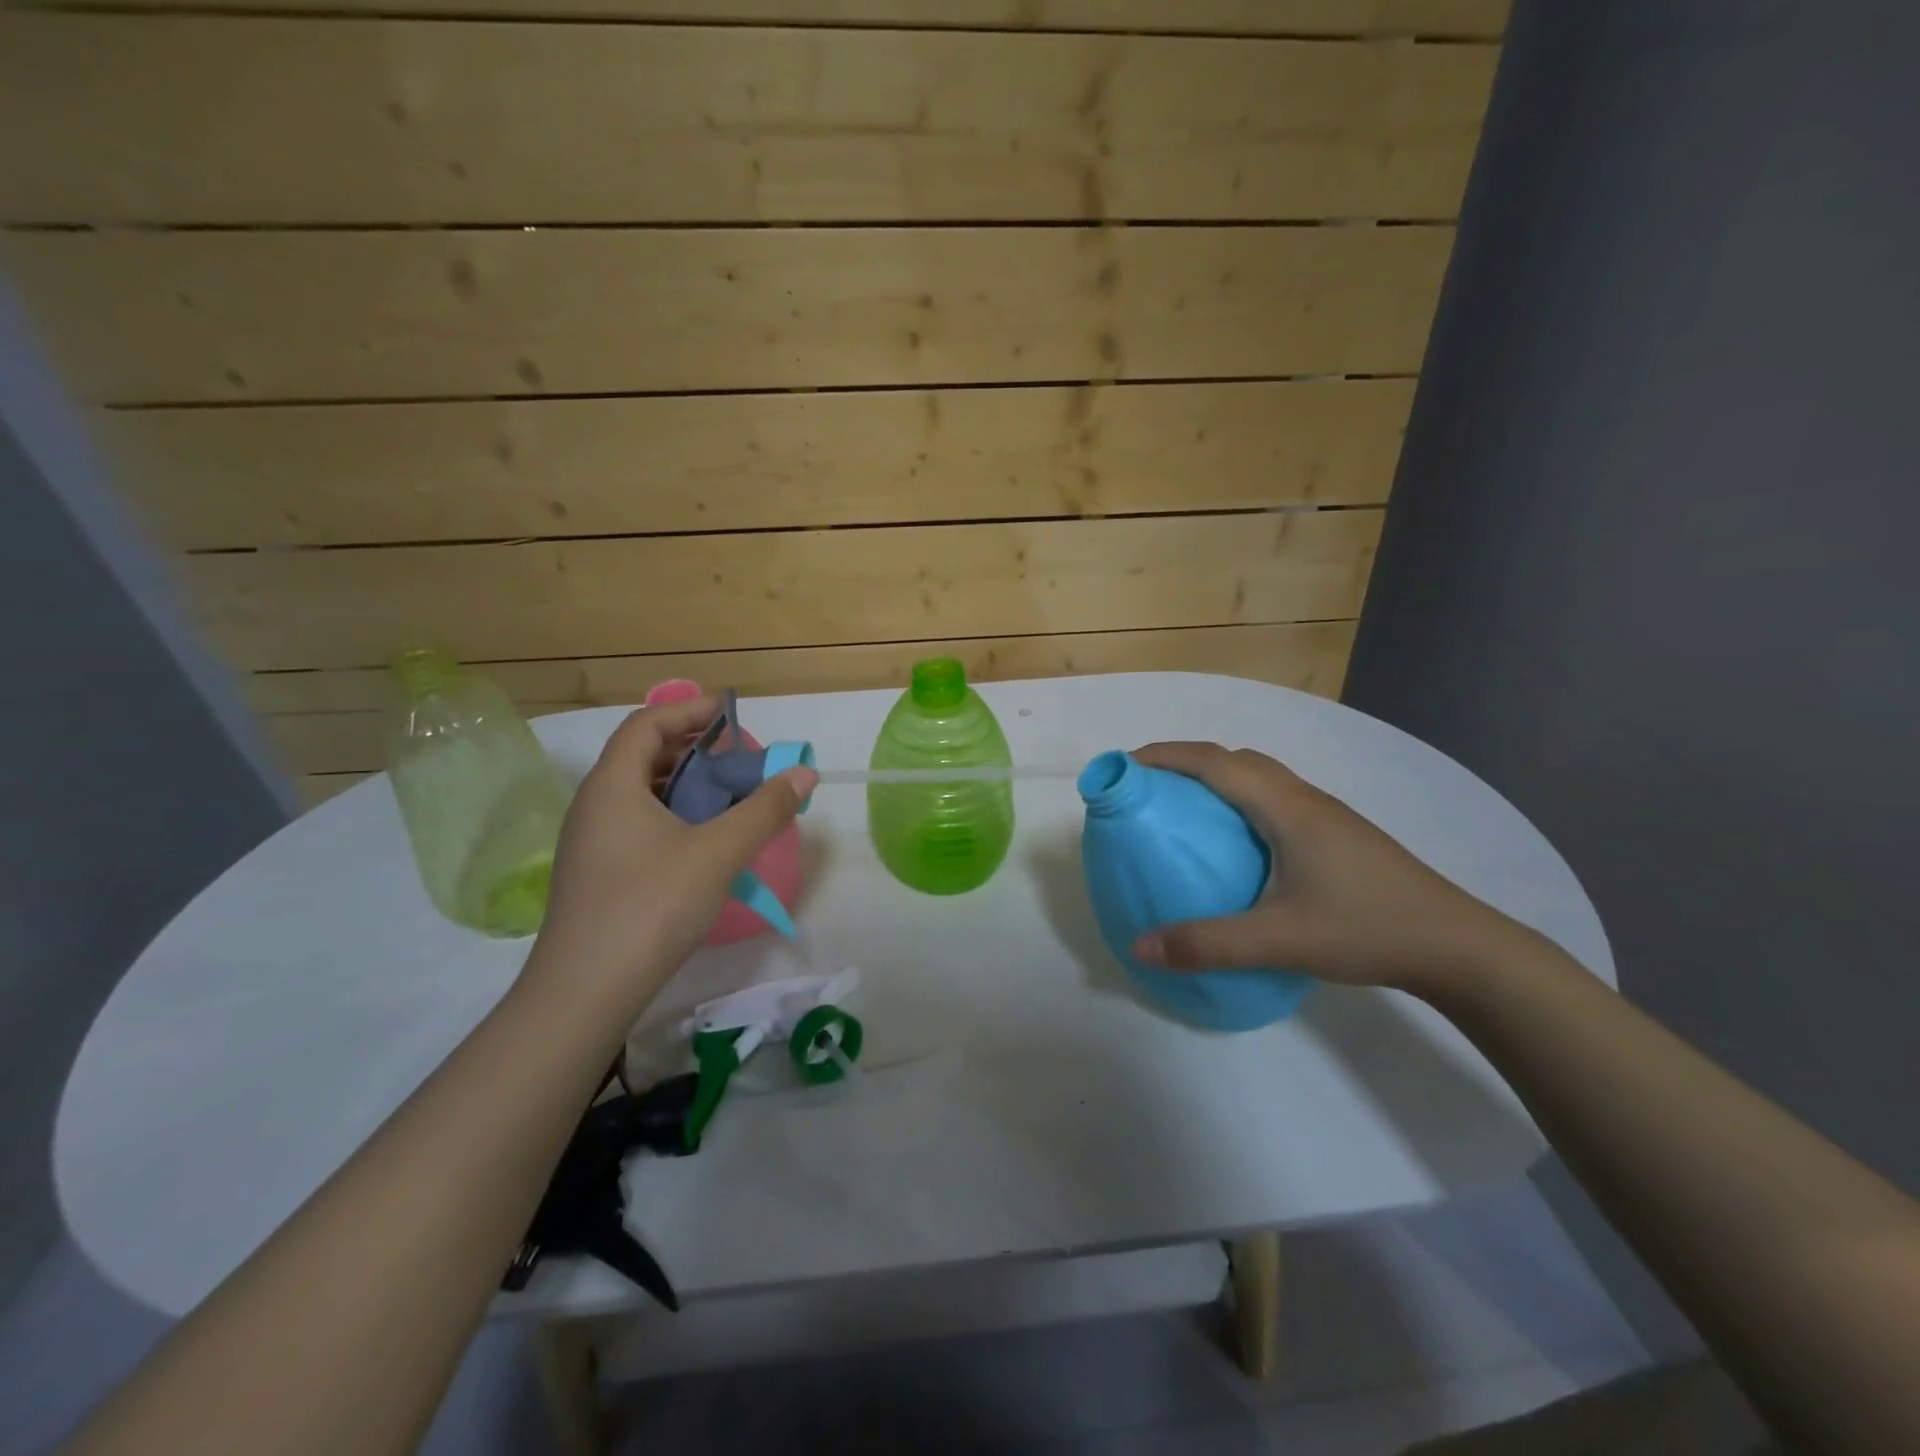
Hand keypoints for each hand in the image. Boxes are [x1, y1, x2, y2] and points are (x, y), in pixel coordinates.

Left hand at [523, 696, 815, 1017]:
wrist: (585, 992)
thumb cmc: (651, 906)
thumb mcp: (718, 852)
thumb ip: (765, 808)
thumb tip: (804, 772)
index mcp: (613, 785)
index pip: (646, 723)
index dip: (689, 710)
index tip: (731, 713)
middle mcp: (594, 804)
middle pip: (643, 755)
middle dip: (694, 749)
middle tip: (738, 760)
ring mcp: (591, 841)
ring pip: (641, 793)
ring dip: (686, 785)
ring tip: (728, 797)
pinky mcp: (596, 873)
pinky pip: (638, 823)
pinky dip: (674, 816)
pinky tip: (703, 842)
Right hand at [1128, 743, 1535, 995]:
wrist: (1457, 946)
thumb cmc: (1366, 928)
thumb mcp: (1280, 941)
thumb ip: (1207, 944)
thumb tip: (1140, 947)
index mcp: (1285, 807)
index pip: (1213, 761)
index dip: (1164, 756)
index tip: (1124, 768)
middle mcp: (1303, 798)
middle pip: (1234, 759)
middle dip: (1184, 762)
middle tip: (1148, 790)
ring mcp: (1325, 815)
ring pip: (1259, 777)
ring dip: (1215, 779)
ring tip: (1184, 811)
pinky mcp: (1336, 834)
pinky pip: (1274, 798)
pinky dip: (1239, 800)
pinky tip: (1236, 843)